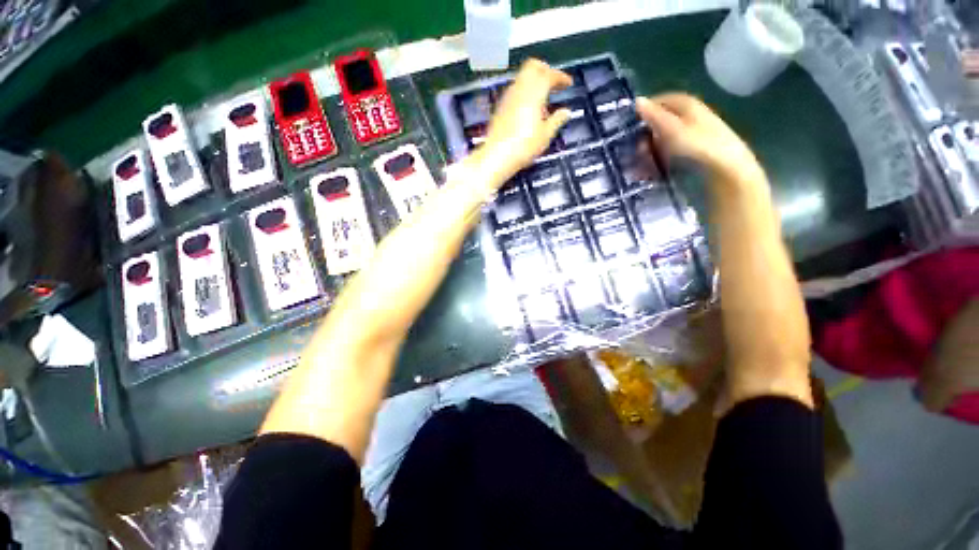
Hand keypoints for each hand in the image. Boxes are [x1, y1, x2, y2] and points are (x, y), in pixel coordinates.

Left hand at [474, 59, 572, 184]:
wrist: (497, 156)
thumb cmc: (523, 147)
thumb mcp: (545, 135)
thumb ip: (557, 120)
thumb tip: (565, 112)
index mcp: (534, 92)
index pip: (550, 74)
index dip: (561, 76)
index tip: (567, 83)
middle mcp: (519, 89)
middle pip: (533, 67)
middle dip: (545, 70)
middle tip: (554, 82)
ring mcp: (507, 97)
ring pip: (522, 78)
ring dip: (534, 82)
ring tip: (543, 98)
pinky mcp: (500, 107)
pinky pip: (515, 91)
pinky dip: (524, 92)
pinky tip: (529, 109)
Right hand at [635, 93, 761, 184]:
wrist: (725, 168)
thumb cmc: (697, 144)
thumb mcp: (670, 128)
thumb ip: (653, 115)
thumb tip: (637, 100)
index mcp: (686, 103)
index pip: (659, 101)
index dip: (644, 111)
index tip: (629, 127)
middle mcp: (689, 115)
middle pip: (660, 121)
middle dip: (645, 136)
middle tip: (637, 151)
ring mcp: (692, 133)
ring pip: (663, 139)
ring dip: (649, 152)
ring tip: (642, 166)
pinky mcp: (693, 150)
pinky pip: (669, 152)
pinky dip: (658, 160)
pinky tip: (652, 171)